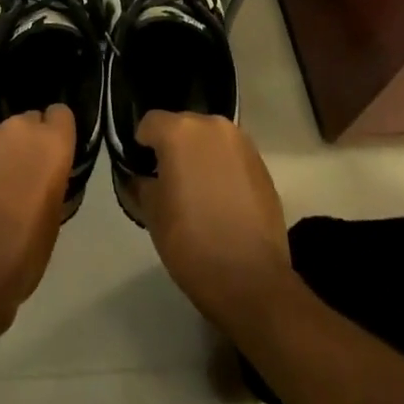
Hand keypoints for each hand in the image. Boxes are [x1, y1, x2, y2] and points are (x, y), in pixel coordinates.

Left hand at [0, 104, 74, 329]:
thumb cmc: (22, 252)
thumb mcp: (53, 218)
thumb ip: (52, 180)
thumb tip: (43, 174)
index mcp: (51, 144)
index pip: (61, 114)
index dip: (56, 133)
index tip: (51, 155)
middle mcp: (18, 129)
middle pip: (28, 122)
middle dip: (27, 144)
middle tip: (21, 177)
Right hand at [136, 111, 293, 334]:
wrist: (251, 280)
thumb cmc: (191, 241)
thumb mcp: (152, 213)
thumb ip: (142, 183)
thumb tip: (142, 176)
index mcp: (179, 131)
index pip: (149, 123)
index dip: (142, 146)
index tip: (143, 171)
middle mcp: (212, 126)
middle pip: (182, 126)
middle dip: (173, 147)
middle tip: (169, 181)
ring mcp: (241, 144)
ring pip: (209, 140)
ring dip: (200, 156)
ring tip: (197, 191)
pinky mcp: (262, 165)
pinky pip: (231, 157)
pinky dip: (222, 169)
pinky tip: (221, 200)